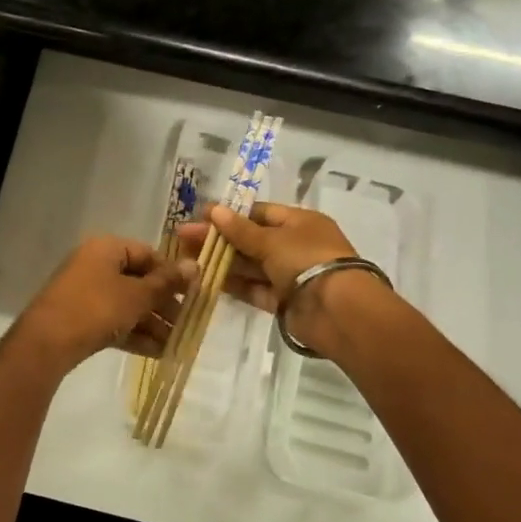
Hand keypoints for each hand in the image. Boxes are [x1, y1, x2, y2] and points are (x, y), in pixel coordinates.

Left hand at [11, 236, 192, 371]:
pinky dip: (134, 334)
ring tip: (176, 344)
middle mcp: (95, 265)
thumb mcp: (137, 295)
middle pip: (138, 280)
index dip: (171, 273)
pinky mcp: (80, 318)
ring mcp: (85, 292)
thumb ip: (166, 282)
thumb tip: (196, 265)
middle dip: (163, 304)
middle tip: (186, 324)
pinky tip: (158, 354)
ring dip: (152, 323)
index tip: (192, 294)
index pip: (148, 254)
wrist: (47, 343)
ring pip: (127, 304)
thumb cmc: (96, 308)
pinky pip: (114, 321)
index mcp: (106, 248)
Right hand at [177, 203, 388, 356]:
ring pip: (250, 265)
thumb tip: (214, 211)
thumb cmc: (307, 260)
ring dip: (221, 261)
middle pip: (251, 239)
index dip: (230, 214)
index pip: (260, 213)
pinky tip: (205, 280)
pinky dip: (233, 285)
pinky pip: (254, 289)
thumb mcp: (271, 240)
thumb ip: (240, 229)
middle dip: (218, 238)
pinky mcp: (283, 301)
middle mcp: (295, 246)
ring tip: (186, 259)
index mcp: (300, 222)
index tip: (201, 216)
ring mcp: (289, 275)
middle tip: (183, 238)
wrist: (338, 310)